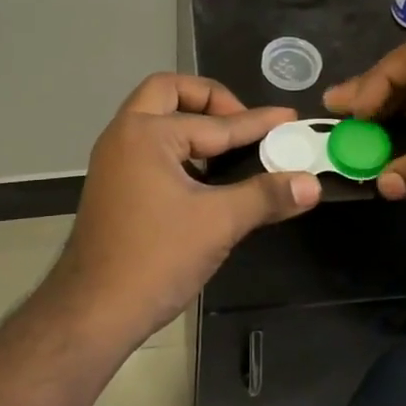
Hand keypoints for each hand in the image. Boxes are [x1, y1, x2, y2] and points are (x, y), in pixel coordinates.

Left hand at [43, 74, 319, 345]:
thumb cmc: (155, 258)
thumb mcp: (219, 223)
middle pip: (167, 93)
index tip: (289, 117)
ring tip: (231, 146)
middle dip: (210, 100)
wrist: (93, 312)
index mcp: (146, 134)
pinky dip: (179, 149)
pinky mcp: (114, 186)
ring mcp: (113, 162)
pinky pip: (150, 148)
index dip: (258, 123)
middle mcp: (123, 136)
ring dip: (191, 123)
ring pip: (155, 120)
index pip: (216, 124)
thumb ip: (266, 196)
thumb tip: (312, 184)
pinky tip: (207, 176)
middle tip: (243, 122)